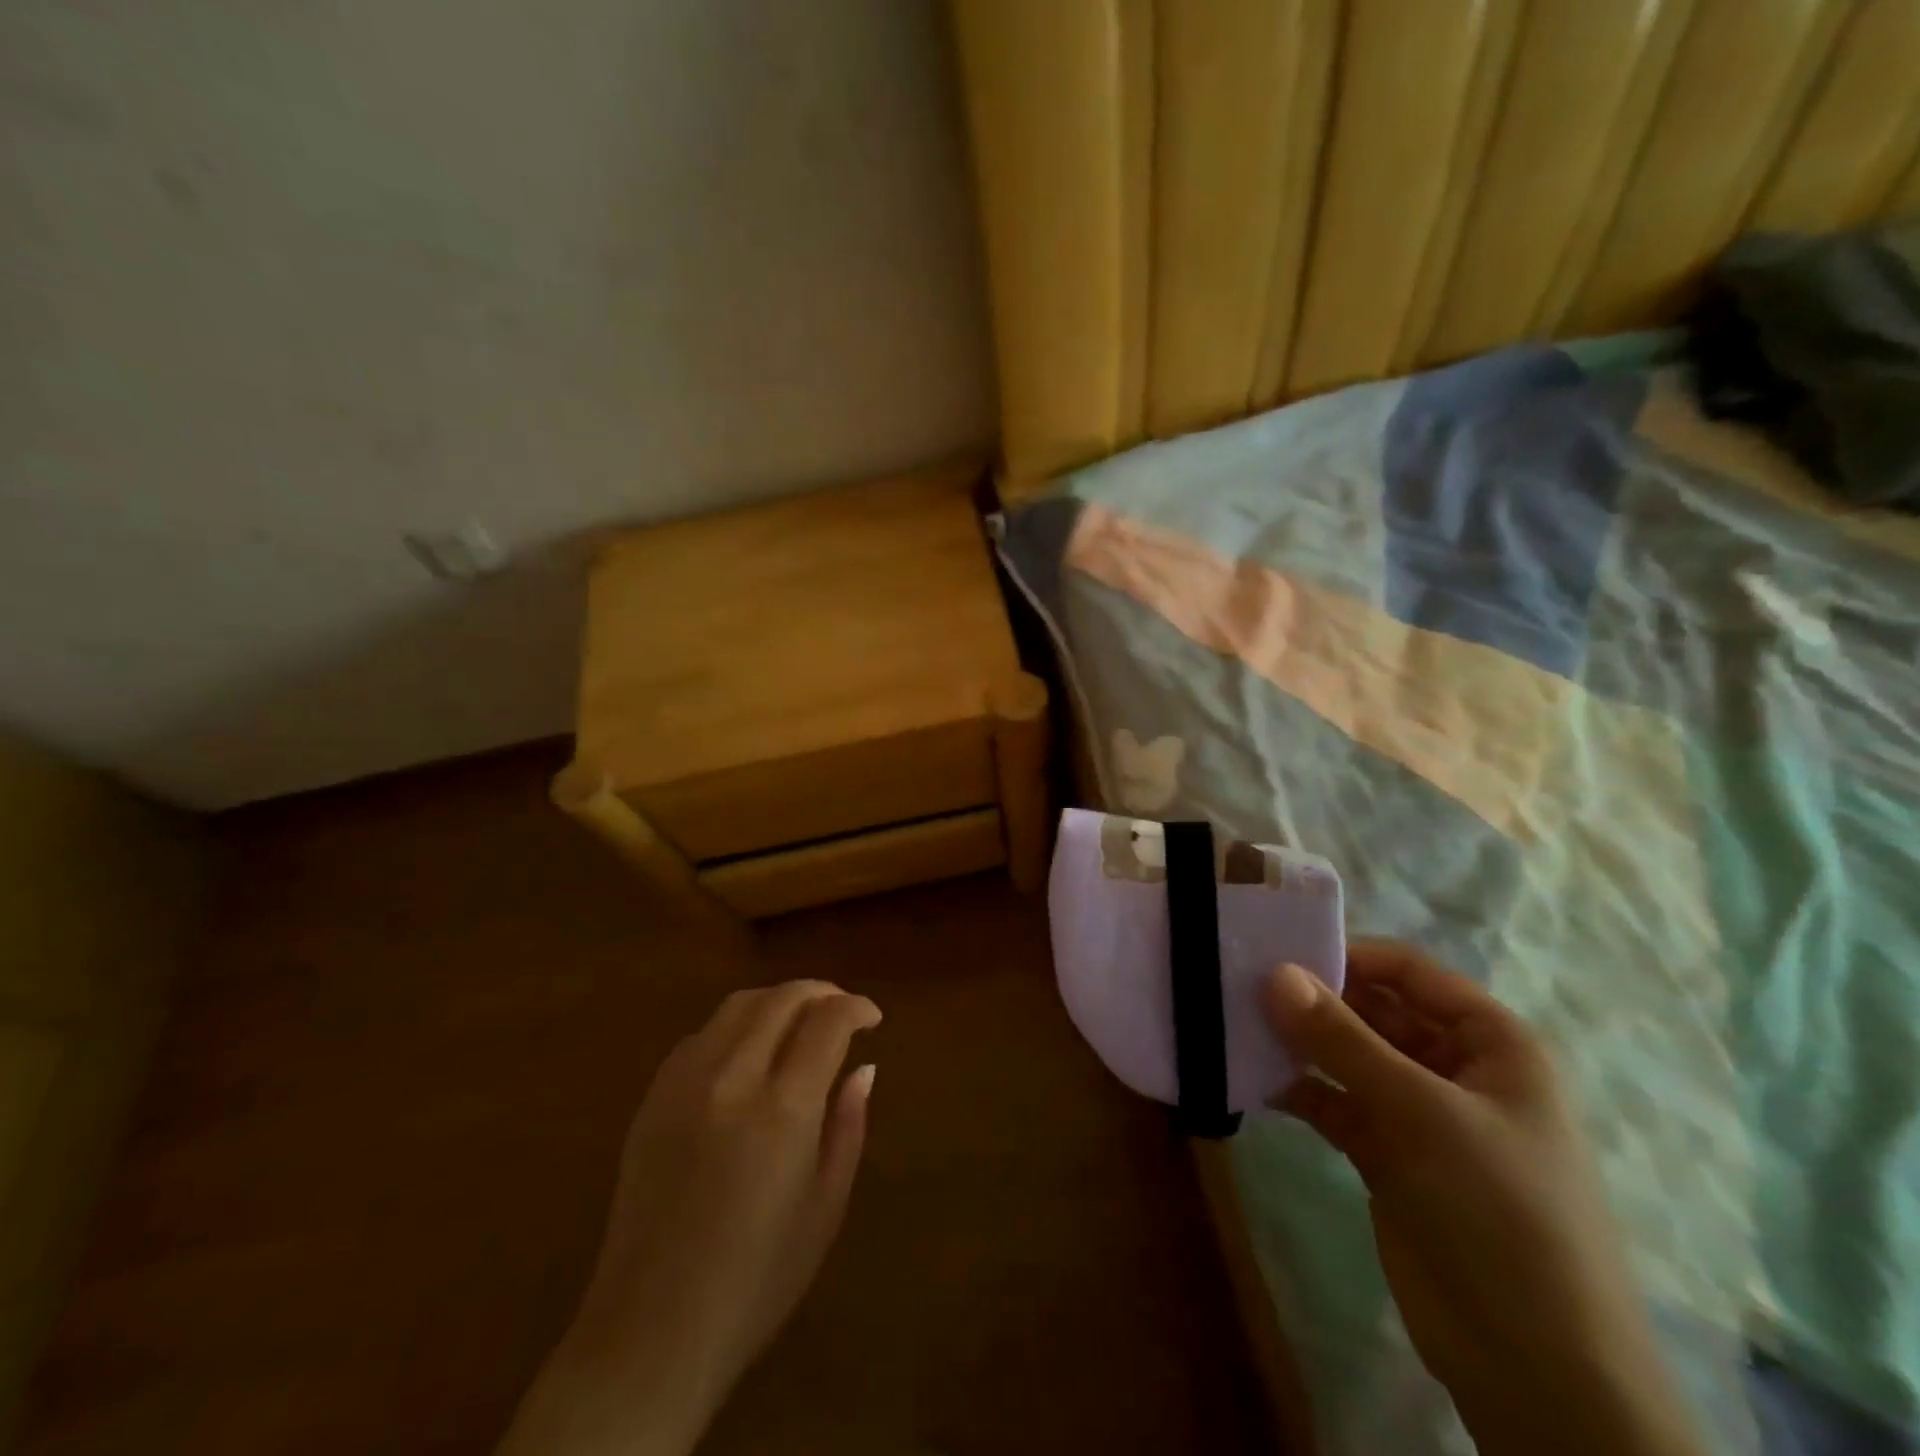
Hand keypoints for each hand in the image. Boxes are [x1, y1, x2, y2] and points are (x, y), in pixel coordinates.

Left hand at [497, 980, 879, 1455]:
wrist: (652, 1331)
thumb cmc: (757, 1279)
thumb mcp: (825, 1207)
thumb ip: (848, 1125)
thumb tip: (864, 1067)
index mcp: (782, 1110)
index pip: (826, 1022)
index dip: (856, 1008)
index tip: (872, 1018)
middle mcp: (731, 1079)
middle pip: (781, 999)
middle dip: (820, 992)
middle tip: (842, 1009)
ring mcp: (684, 1084)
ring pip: (738, 1005)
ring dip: (778, 1001)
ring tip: (800, 1021)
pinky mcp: (653, 1098)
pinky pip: (702, 1035)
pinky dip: (736, 1025)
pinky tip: (749, 1051)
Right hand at [1263, 944, 1700, 1455]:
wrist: (1534, 1366)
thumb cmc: (1500, 1211)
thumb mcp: (1422, 1113)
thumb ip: (1342, 1040)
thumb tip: (1274, 973)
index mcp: (1489, 1043)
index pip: (1410, 972)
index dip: (1349, 955)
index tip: (1278, 952)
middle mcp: (1452, 1067)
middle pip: (1373, 1010)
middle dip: (1314, 999)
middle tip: (1242, 985)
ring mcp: (1417, 1114)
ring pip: (1348, 1056)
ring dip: (1299, 1042)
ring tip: (1237, 1023)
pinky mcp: (1386, 1155)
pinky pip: (1334, 1103)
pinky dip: (1298, 1089)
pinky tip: (1253, 1078)